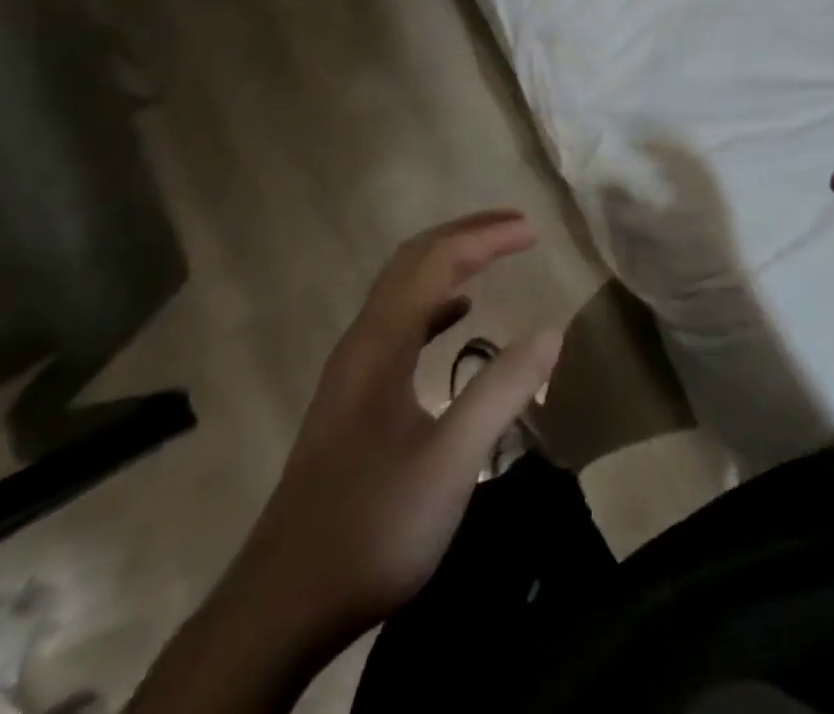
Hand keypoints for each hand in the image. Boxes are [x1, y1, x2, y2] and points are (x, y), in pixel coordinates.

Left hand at [217, 210, 562, 656]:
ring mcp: (353, 370)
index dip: (487, 237)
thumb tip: (551, 332)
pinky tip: (459, 315)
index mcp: (381, 342)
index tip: (534, 231)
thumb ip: (502, 391)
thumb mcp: (450, 461)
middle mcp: (362, 341)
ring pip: (403, 289)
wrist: (282, 605)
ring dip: (450, 261)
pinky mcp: (354, 398)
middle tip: (517, 227)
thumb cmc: (371, 526)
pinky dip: (435, 301)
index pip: (437, 260)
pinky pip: (399, 323)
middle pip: (413, 260)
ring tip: (495, 254)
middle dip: (466, 233)